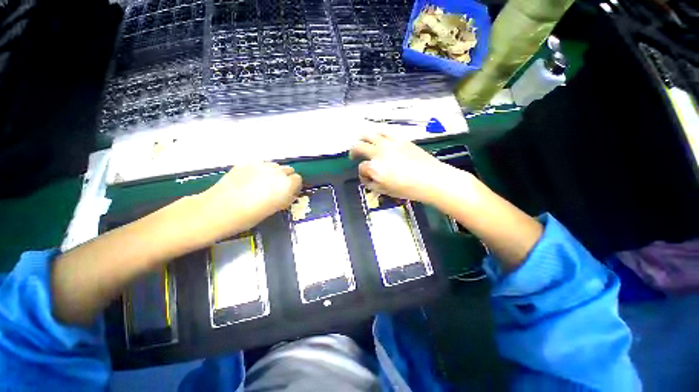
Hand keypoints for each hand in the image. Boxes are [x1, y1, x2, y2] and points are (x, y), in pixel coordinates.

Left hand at [199, 163, 301, 238]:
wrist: (219, 209)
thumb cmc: (250, 215)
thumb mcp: (275, 208)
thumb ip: (285, 197)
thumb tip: (289, 193)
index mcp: (286, 184)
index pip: (298, 179)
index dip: (294, 187)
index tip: (288, 194)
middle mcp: (276, 171)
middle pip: (288, 170)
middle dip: (286, 178)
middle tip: (276, 189)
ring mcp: (261, 165)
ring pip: (275, 166)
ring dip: (274, 173)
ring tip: (264, 184)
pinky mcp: (247, 163)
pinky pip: (260, 165)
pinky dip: (261, 171)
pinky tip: (251, 181)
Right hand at [350, 133, 471, 203]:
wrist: (431, 179)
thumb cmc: (407, 189)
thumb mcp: (386, 191)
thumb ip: (372, 184)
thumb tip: (368, 178)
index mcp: (374, 167)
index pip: (361, 168)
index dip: (362, 174)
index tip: (367, 179)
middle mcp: (378, 152)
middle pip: (359, 147)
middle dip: (353, 152)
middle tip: (353, 155)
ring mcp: (389, 143)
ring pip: (370, 134)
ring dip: (363, 138)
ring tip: (362, 141)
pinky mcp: (399, 139)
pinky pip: (385, 131)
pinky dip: (378, 133)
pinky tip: (378, 136)